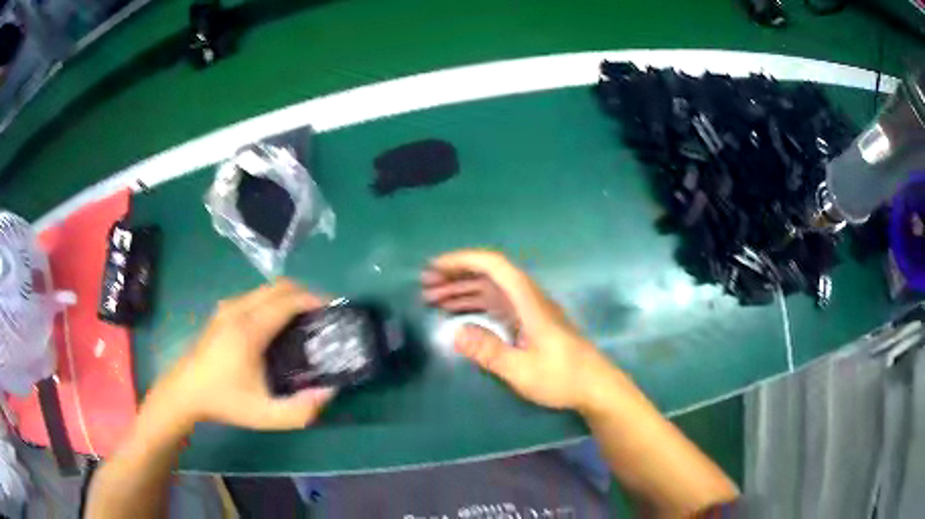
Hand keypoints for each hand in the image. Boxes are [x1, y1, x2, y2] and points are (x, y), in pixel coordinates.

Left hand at [151, 279, 335, 430]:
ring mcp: (227, 308)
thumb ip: (301, 410)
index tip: (334, 309)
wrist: (185, 392)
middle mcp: (238, 310)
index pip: (288, 300)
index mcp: (249, 329)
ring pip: (266, 288)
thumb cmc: (225, 401)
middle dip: (305, 293)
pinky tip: (277, 324)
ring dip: (289, 296)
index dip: (315, 299)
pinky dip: (274, 300)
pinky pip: (255, 296)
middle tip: (322, 314)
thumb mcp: (265, 415)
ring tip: (304, 318)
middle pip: (279, 286)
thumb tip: (329, 391)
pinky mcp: (222, 312)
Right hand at [422, 250, 612, 410]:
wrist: (595, 386)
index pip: (495, 266)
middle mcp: (528, 299)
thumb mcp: (522, 370)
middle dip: (457, 275)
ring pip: (492, 290)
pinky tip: (460, 316)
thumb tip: (456, 333)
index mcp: (529, 302)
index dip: (464, 261)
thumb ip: (489, 352)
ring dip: (463, 290)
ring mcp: (529, 311)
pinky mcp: (530, 324)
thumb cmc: (562, 378)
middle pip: (490, 275)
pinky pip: (497, 306)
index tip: (436, 268)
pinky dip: (476, 306)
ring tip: (434, 299)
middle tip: (426, 287)